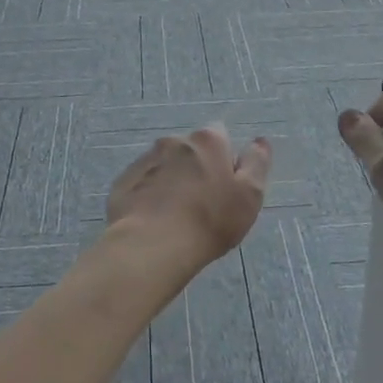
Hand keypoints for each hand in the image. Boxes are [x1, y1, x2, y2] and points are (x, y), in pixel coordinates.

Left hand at [104, 125, 271, 276]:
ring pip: (165, 166)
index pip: (219, 136)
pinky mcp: (122, 182)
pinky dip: (149, 195)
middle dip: (196, 168)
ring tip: (175, 216)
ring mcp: (145, 160)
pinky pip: (142, 183)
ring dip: (171, 181)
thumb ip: (257, 164)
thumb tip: (259, 141)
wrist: (151, 246)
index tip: (225, 186)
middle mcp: (174, 141)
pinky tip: (153, 221)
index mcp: (207, 140)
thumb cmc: (209, 220)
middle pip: (190, 150)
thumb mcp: (249, 196)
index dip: (224, 159)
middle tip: (201, 204)